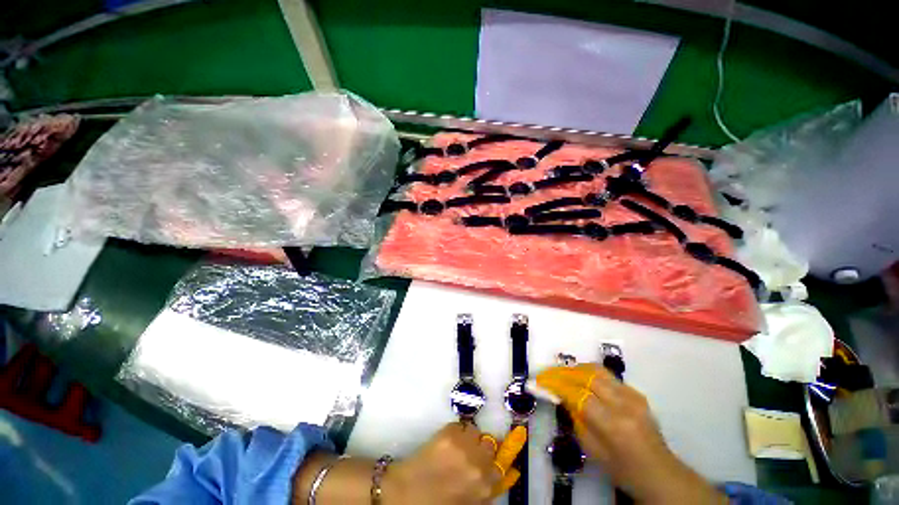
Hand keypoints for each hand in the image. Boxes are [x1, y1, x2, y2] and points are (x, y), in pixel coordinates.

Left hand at [383, 422, 525, 503]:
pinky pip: (461, 425)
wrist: (406, 493)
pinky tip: (447, 442)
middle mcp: (477, 463)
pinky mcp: (449, 433)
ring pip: (475, 432)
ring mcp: (463, 445)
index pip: (501, 466)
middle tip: (471, 453)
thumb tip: (500, 476)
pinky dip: (457, 431)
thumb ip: (485, 491)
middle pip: (490, 444)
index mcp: (483, 486)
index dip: (494, 462)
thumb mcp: (467, 503)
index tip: (489, 460)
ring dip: (470, 438)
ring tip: (458, 446)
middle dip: (482, 448)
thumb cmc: (437, 503)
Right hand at [536, 364, 725, 503]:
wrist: (659, 471)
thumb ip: (576, 419)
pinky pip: (608, 376)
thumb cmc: (622, 469)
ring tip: (562, 373)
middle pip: (587, 376)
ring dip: (576, 369)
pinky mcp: (637, 392)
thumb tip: (562, 396)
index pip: (577, 394)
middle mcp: (623, 404)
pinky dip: (590, 373)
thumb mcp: (593, 450)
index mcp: (612, 424)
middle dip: (563, 372)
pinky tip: (582, 379)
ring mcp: (633, 395)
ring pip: (597, 370)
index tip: (541, 380)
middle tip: (549, 374)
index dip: (556, 384)